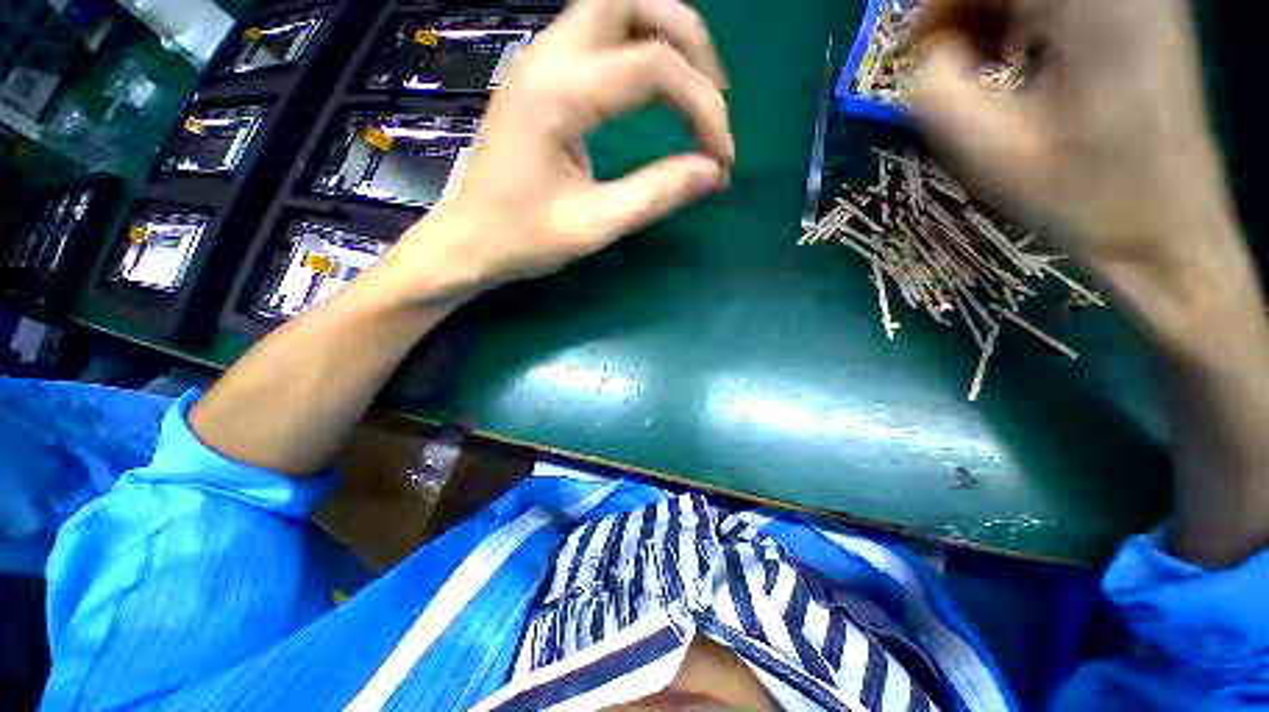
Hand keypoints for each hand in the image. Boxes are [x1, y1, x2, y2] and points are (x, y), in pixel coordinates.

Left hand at [375, 0, 733, 304]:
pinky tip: (655, 89)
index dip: (704, 109)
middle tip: (715, 98)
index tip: (722, 159)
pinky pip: (598, 35)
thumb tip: (714, 173)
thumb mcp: (594, 226)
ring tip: (694, 90)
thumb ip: (657, 194)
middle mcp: (547, 57)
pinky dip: (639, 48)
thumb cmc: (522, 240)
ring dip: (665, 36)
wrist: (467, 241)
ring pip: (614, 6)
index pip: (655, 67)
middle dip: (689, 40)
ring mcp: (539, 61)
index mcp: (558, 94)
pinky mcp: (541, 77)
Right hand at [908, 0, 1263, 355]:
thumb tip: (925, 54)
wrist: (1168, 226)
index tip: (907, 53)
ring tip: (976, 68)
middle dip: (961, 12)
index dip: (936, 7)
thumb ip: (938, 93)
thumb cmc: (1083, 198)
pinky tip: (1016, 57)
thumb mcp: (993, 155)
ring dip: (989, 16)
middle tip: (935, 62)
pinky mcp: (1141, 7)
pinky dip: (1021, 17)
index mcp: (1092, 7)